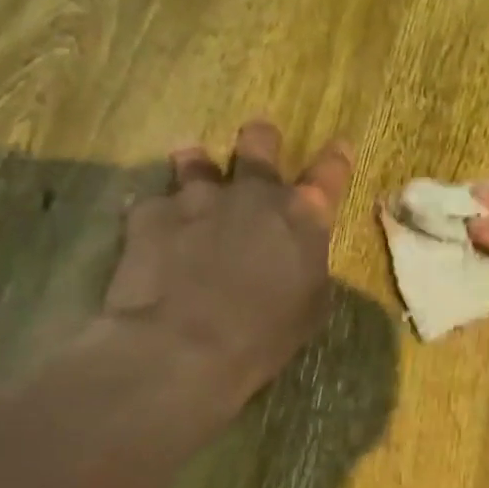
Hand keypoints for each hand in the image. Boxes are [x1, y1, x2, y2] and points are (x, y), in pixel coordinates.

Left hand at [90, 120, 353, 410]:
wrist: (183, 348)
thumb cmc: (263, 337)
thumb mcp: (309, 307)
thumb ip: (307, 267)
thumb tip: (298, 258)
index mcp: (303, 217)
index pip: (330, 173)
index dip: (336, 157)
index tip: (339, 144)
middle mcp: (253, 193)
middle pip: (259, 143)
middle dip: (260, 139)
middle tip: (257, 139)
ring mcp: (198, 197)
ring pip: (196, 160)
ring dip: (197, 164)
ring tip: (191, 166)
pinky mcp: (151, 213)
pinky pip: (153, 203)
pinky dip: (156, 213)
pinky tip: (149, 229)